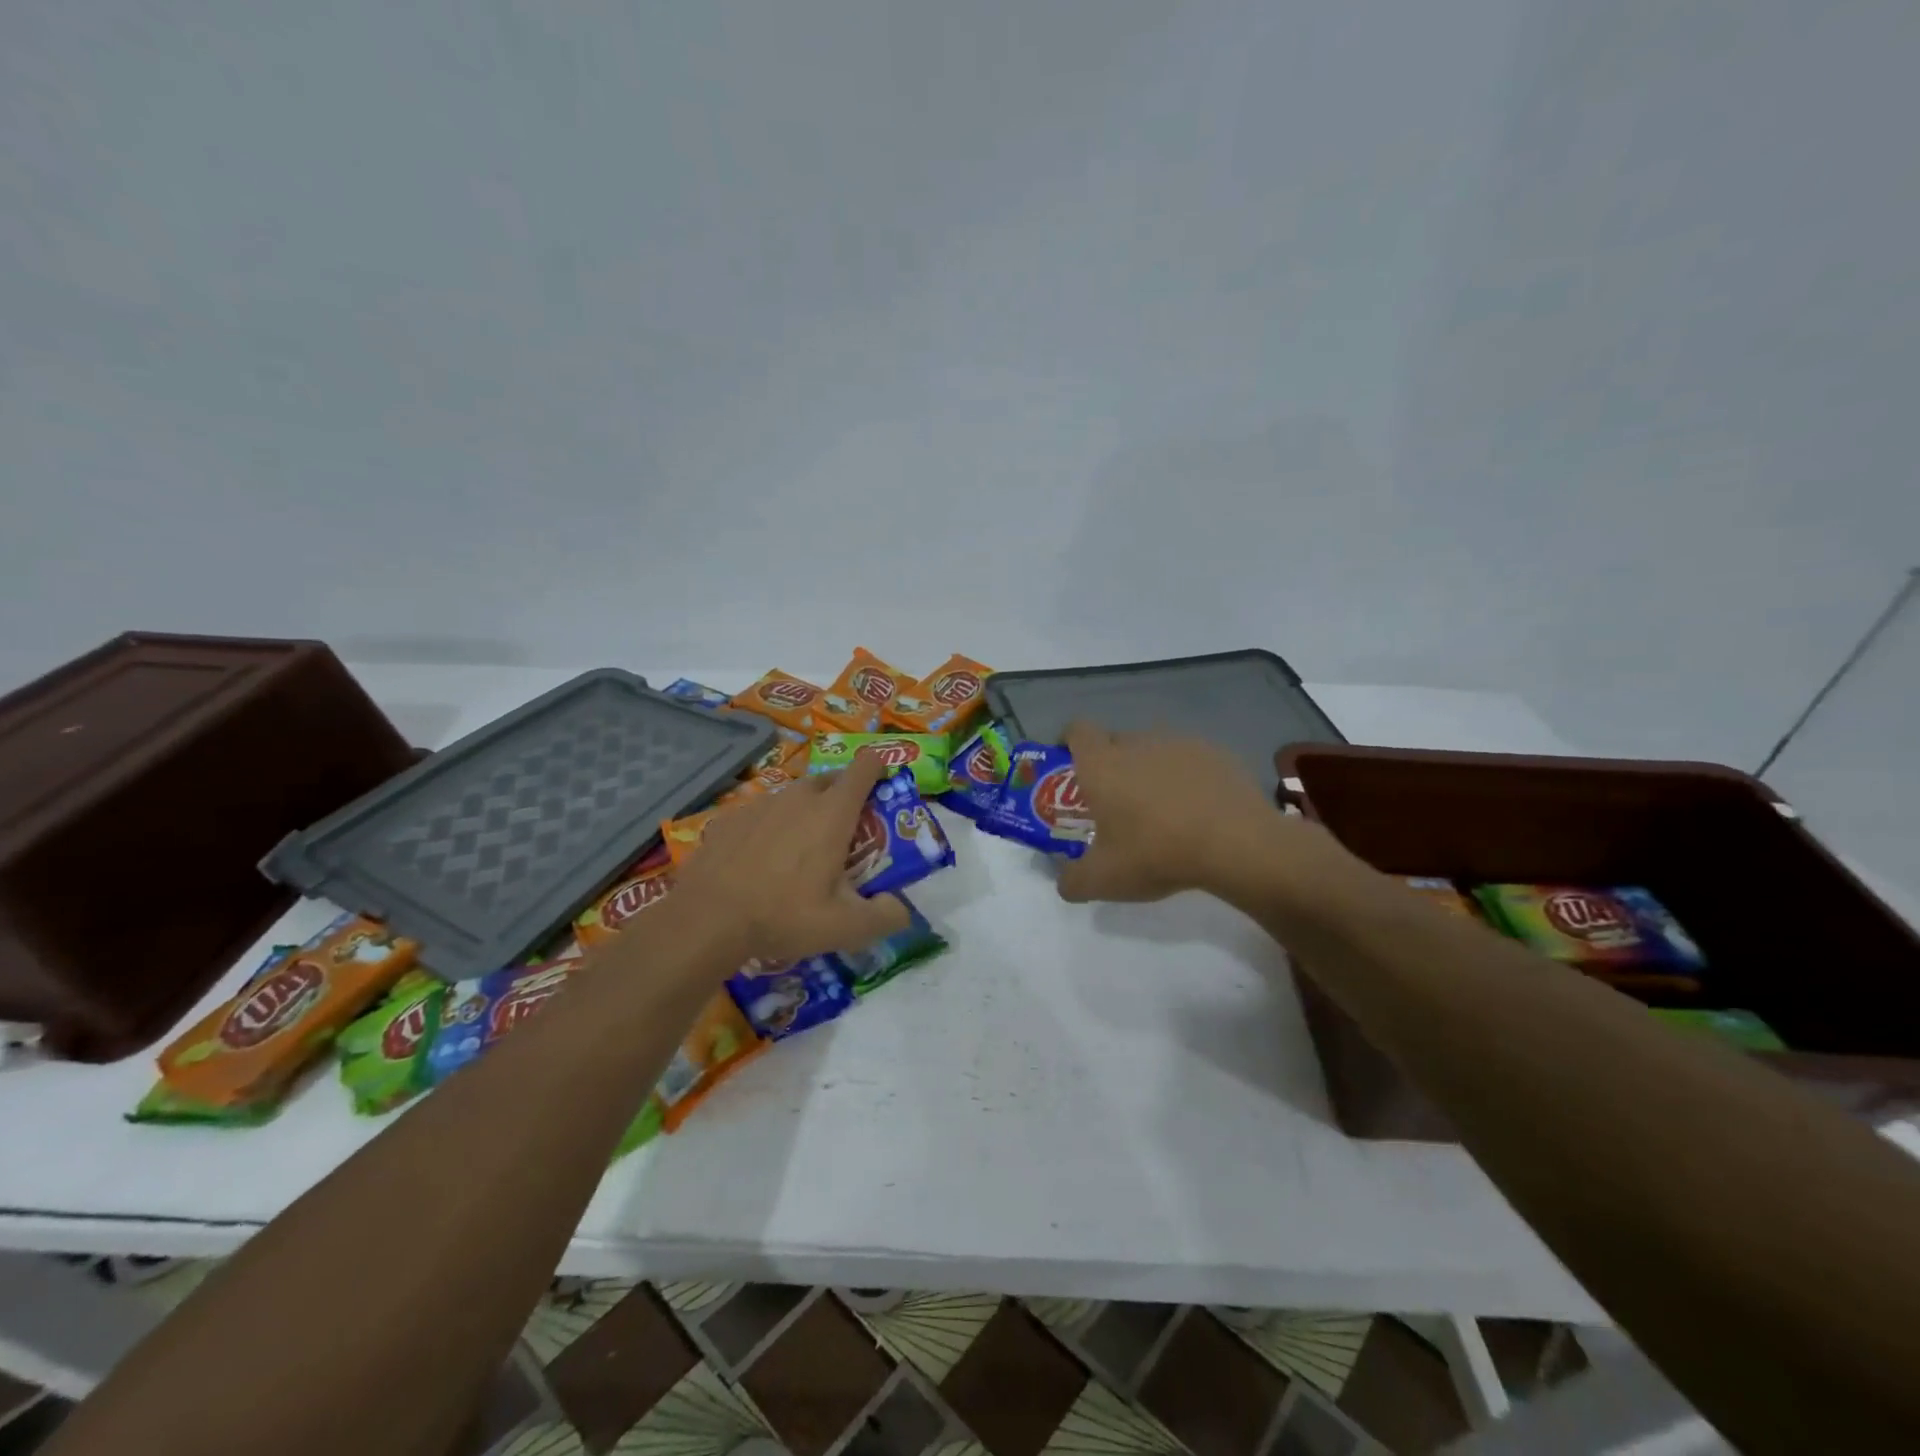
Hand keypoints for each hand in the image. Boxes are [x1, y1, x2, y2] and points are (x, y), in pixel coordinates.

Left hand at [672, 750, 912, 963]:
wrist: (706, 918)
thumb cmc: (784, 915)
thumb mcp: (845, 928)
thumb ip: (885, 917)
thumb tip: (901, 909)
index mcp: (833, 812)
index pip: (865, 767)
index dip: (878, 769)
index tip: (883, 787)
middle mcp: (799, 797)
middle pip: (830, 780)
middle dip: (843, 797)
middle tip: (844, 834)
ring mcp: (761, 803)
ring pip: (793, 797)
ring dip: (805, 813)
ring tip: (800, 851)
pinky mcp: (729, 817)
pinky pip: (761, 814)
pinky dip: (769, 828)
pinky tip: (761, 861)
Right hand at [1055, 722, 1295, 904]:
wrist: (1235, 843)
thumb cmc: (1156, 853)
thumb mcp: (1103, 880)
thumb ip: (1073, 880)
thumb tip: (1064, 883)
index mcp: (1102, 764)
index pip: (1076, 730)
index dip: (1069, 742)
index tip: (1071, 765)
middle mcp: (1136, 743)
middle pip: (1114, 741)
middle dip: (1110, 764)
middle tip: (1115, 801)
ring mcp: (1178, 744)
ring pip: (1152, 750)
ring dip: (1148, 770)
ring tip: (1160, 809)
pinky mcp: (1215, 753)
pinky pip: (1188, 760)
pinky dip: (1185, 777)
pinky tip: (1197, 809)